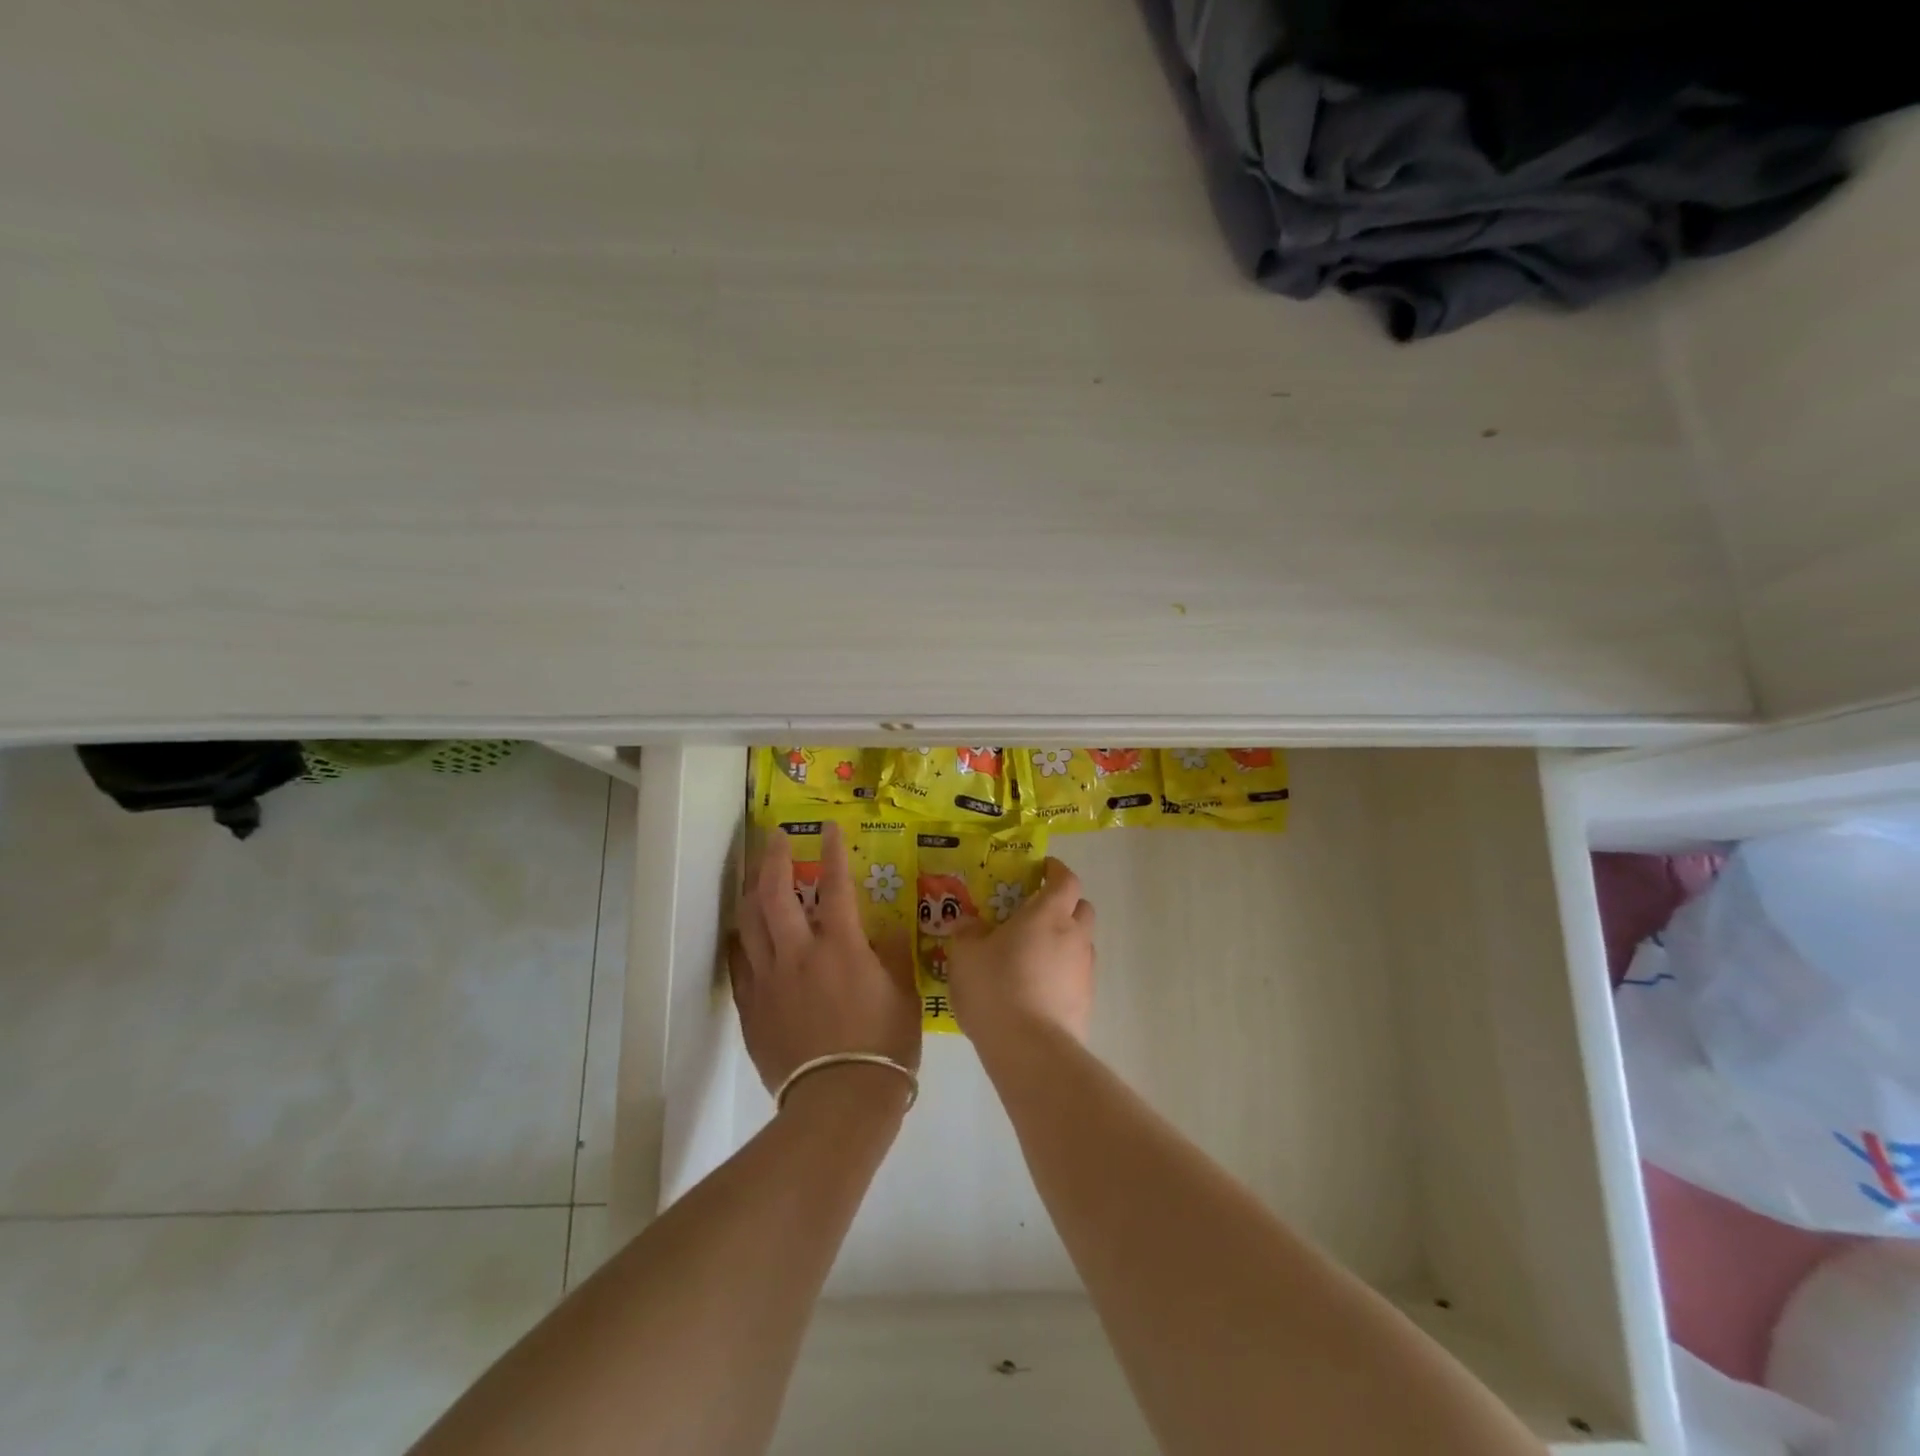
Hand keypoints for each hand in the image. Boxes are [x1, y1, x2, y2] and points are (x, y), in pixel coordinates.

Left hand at [730, 823, 920, 1101]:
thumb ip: (889, 955)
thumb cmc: (883, 1047)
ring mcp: (769, 981)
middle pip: (776, 895)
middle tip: (776, 838)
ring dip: (751, 892)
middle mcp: (799, 954)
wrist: (839, 1103)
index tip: (828, 827)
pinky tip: (742, 931)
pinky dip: (741, 940)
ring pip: (749, 923)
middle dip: (775, 860)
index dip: (832, 852)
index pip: (835, 886)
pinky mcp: (752, 1008)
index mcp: (841, 948)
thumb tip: (877, 932)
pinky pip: (739, 963)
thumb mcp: (903, 994)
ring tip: (754, 875)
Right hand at [946, 857, 1095, 1045]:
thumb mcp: (965, 955)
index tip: (1042, 869)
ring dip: (1063, 941)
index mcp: (1049, 913)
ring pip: (1081, 944)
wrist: (1030, 1050)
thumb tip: (969, 923)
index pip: (1066, 879)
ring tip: (1031, 956)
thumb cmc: (996, 987)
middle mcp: (1075, 936)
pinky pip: (1076, 976)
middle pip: (1082, 908)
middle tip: (1035, 914)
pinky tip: (1036, 989)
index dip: (1056, 871)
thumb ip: (968, 932)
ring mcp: (1085, 971)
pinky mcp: (1086, 1002)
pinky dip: (1061, 974)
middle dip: (1064, 905)